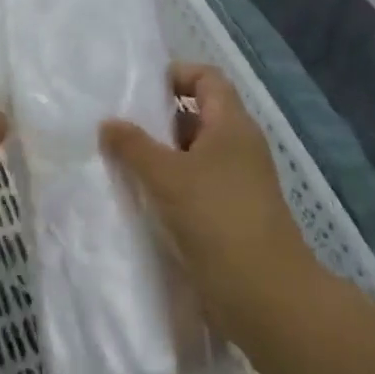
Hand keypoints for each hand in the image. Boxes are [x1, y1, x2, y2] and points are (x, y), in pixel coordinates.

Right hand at [102, 63, 313, 339]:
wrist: (266, 298)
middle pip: (197, 115)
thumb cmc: (217, 220)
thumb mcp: (166, 176)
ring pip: (192, 155)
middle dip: (158, 119)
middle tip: (118, 127)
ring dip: (159, 157)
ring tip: (119, 163)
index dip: (175, 75)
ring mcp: (236, 184)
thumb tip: (108, 123)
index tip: (138, 90)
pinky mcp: (229, 216)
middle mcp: (238, 147)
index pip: (207, 78)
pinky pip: (194, 187)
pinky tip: (139, 199)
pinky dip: (168, 187)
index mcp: (232, 125)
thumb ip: (133, 146)